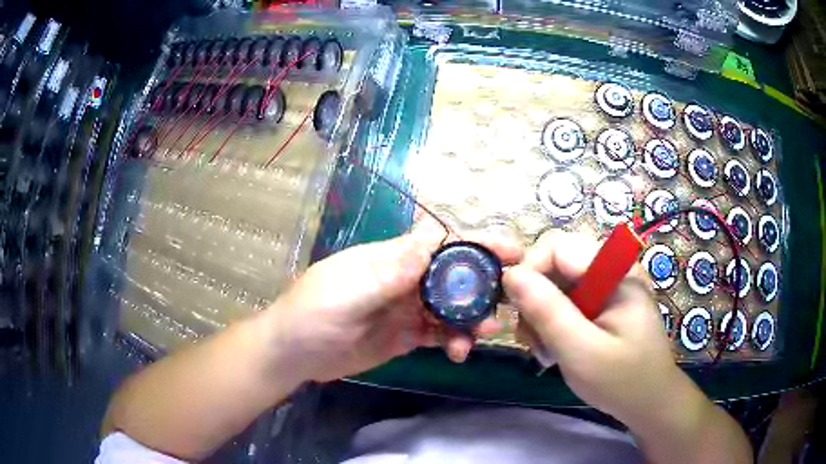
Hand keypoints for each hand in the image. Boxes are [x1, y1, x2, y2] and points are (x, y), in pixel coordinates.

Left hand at [264, 221, 522, 382]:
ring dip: (471, 318)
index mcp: (392, 258)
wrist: (293, 353)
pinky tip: (459, 352)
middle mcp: (405, 280)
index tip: (510, 251)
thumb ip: (393, 269)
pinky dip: (453, 340)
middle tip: (510, 298)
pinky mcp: (405, 336)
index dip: (475, 243)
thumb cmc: (313, 312)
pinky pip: (437, 334)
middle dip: (483, 284)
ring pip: (450, 307)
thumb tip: (435, 234)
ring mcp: (406, 310)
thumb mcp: (350, 290)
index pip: (441, 243)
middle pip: (453, 275)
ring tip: (483, 334)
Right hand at [503, 231, 680, 423]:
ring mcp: (607, 284)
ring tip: (545, 351)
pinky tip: (555, 348)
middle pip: (554, 264)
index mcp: (615, 270)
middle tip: (533, 339)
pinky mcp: (602, 301)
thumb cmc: (622, 380)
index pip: (557, 247)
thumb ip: (547, 311)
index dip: (530, 273)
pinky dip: (552, 322)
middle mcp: (611, 267)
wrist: (648, 401)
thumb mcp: (581, 351)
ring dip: (541, 315)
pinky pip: (565, 299)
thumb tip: (510, 274)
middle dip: (535, 299)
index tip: (518, 313)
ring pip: (555, 283)